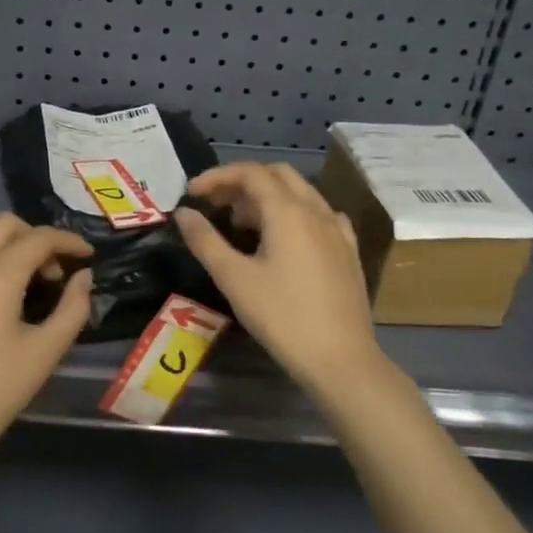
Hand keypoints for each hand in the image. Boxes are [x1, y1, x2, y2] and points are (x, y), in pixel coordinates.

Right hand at [175, 163, 385, 393]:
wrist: (340, 359)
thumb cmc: (282, 317)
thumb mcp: (234, 278)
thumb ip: (205, 241)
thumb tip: (184, 213)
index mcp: (288, 212)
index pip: (251, 173)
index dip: (218, 177)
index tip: (192, 193)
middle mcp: (316, 211)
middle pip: (278, 175)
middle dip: (242, 182)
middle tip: (215, 204)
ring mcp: (337, 230)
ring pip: (300, 193)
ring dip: (267, 197)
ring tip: (241, 223)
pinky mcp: (348, 251)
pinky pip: (319, 215)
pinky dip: (293, 214)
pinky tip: (283, 238)